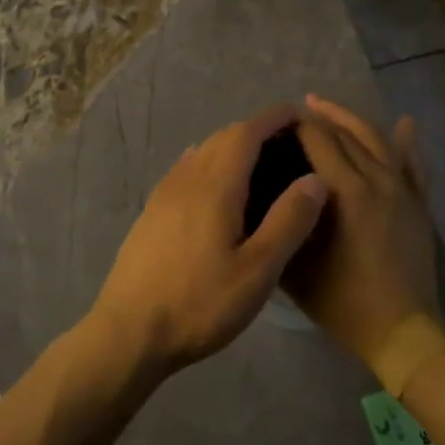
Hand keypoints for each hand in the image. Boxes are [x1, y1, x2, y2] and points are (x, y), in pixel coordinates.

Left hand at [88, 105, 328, 374]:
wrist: (129, 330)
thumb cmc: (200, 303)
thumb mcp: (257, 270)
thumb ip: (288, 221)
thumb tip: (315, 178)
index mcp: (215, 185)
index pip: (246, 132)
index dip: (273, 119)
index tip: (299, 114)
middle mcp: (187, 178)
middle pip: (223, 138)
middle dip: (256, 131)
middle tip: (289, 144)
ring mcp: (164, 194)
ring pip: (202, 153)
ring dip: (232, 147)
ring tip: (261, 165)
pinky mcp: (152, 212)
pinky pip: (186, 171)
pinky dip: (210, 164)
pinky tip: (218, 186)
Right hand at [284, 95, 439, 372]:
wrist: (402, 330)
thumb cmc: (342, 300)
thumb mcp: (296, 265)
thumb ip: (282, 223)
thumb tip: (266, 195)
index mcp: (346, 191)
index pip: (318, 141)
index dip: (297, 125)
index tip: (276, 121)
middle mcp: (376, 180)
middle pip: (345, 135)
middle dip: (319, 118)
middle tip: (296, 112)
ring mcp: (402, 190)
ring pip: (377, 140)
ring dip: (351, 120)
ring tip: (327, 107)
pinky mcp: (418, 205)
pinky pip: (413, 165)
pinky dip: (407, 142)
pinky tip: (404, 123)